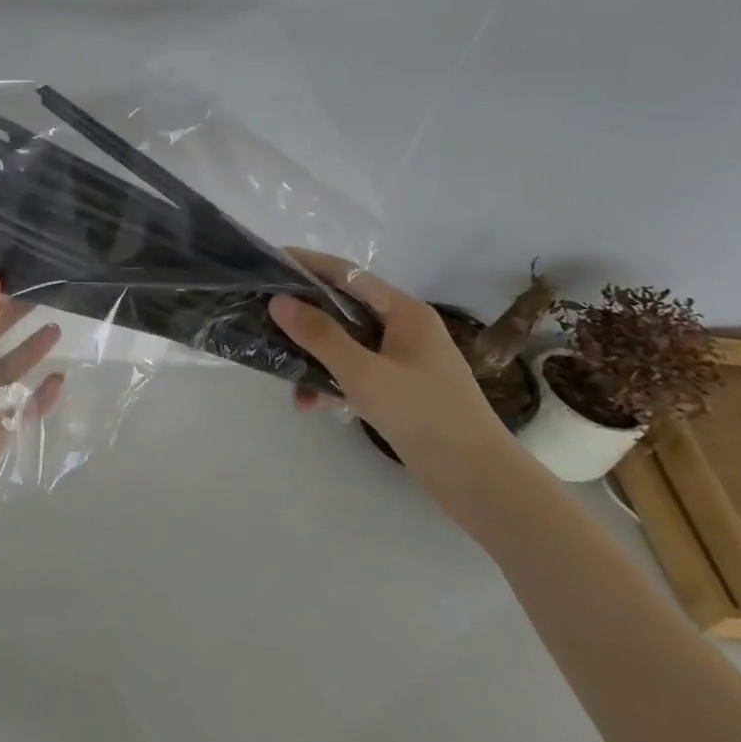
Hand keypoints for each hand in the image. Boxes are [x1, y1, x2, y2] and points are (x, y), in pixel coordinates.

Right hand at [267, 251, 509, 478]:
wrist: (478, 481)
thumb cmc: (424, 416)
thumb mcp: (364, 374)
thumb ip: (320, 336)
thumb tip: (278, 301)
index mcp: (404, 312)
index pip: (347, 275)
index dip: (308, 265)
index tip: (269, 261)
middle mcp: (403, 328)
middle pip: (342, 308)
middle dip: (303, 315)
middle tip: (262, 315)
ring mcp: (401, 359)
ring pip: (343, 344)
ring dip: (312, 357)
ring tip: (282, 374)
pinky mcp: (397, 388)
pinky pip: (352, 372)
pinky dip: (330, 383)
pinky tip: (310, 404)